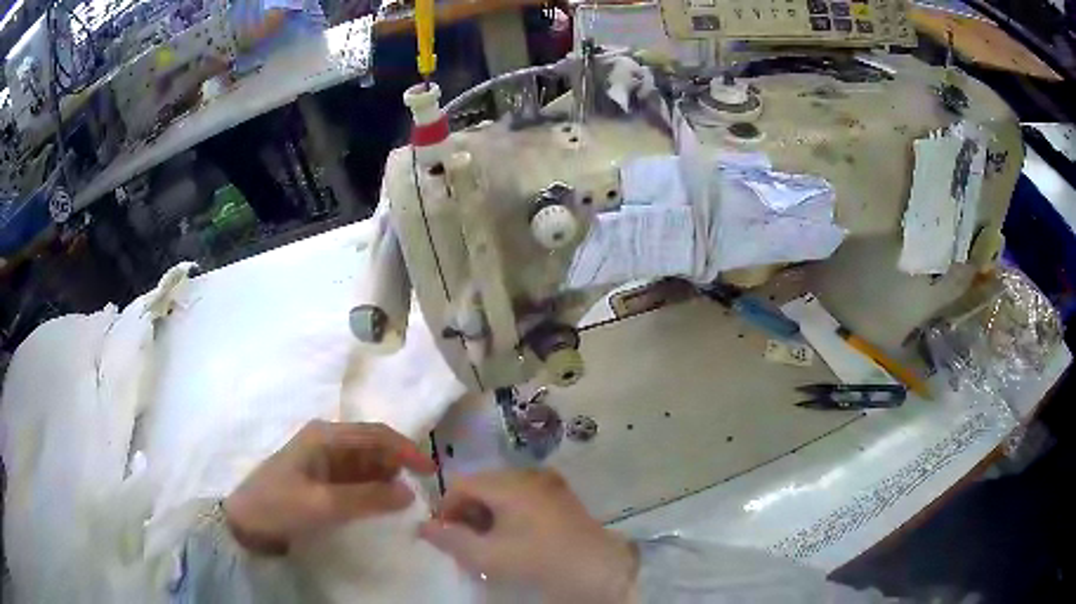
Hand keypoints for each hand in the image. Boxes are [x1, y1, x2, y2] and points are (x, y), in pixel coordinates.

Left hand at [224, 420, 435, 554]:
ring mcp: (323, 459)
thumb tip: (409, 493)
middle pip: (372, 446)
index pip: (375, 434)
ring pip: (366, 463)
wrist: (245, 521)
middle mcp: (327, 441)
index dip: (406, 449)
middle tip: (421, 490)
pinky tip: (381, 502)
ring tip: (404, 500)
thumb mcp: (323, 505)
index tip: (430, 471)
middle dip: (397, 464)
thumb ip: (367, 499)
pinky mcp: (322, 477)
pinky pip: (355, 478)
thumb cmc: (279, 505)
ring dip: (386, 477)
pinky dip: (372, 488)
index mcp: (325, 436)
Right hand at [419, 470, 637, 602]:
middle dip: (466, 514)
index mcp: (507, 483)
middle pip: (480, 486)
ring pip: (501, 492)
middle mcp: (526, 474)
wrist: (597, 569)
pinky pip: (522, 497)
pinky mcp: (560, 495)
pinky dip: (509, 515)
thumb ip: (450, 539)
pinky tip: (514, 539)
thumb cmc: (537, 560)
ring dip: (487, 516)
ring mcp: (547, 483)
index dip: (445, 510)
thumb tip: (424, 527)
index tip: (444, 537)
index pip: (459, 484)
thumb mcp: (487, 556)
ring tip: (488, 545)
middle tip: (466, 545)